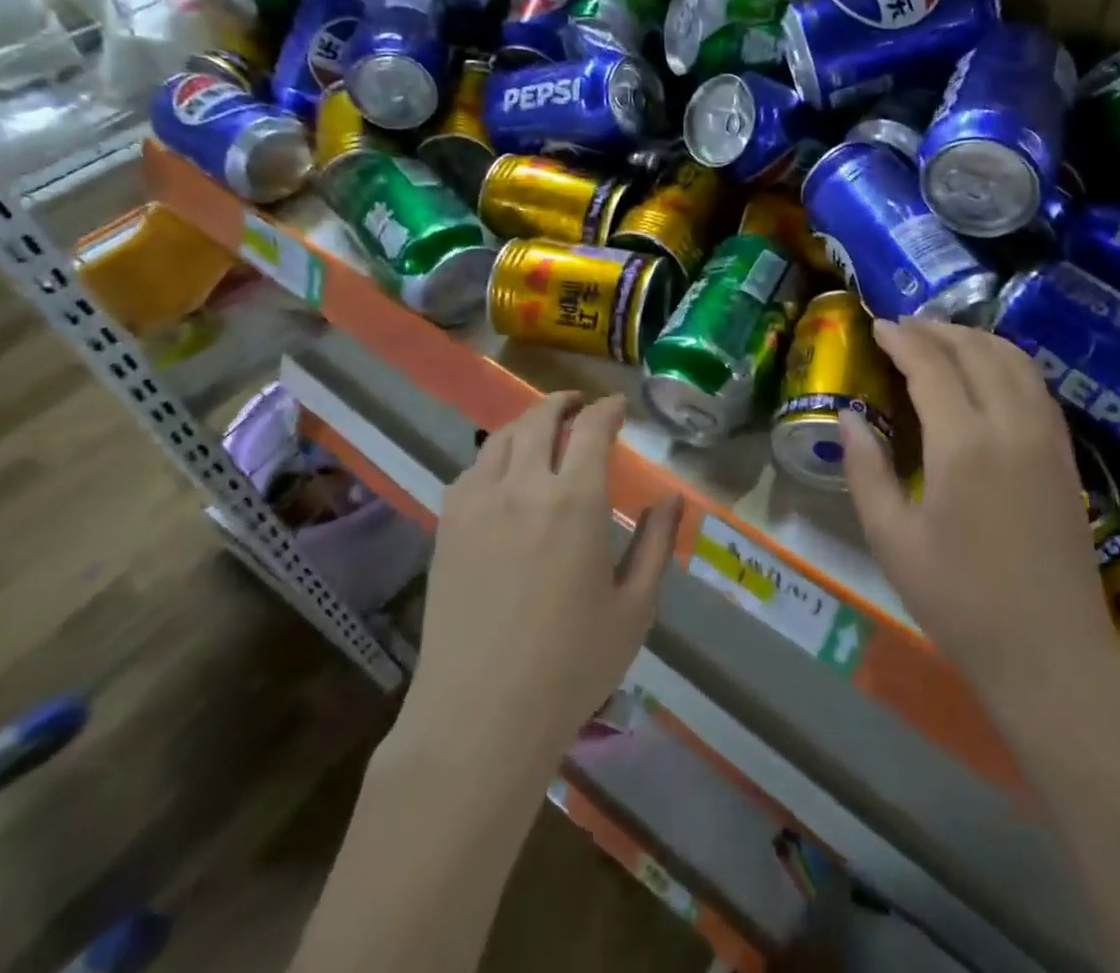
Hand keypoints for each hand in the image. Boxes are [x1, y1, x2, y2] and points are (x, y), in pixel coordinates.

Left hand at [400, 392, 681, 770]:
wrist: (481, 716)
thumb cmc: (571, 665)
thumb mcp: (635, 607)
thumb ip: (657, 544)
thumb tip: (672, 498)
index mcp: (575, 501)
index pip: (592, 428)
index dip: (607, 408)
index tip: (618, 406)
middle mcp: (524, 487)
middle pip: (540, 420)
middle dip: (564, 403)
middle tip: (580, 405)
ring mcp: (478, 504)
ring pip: (501, 438)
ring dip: (527, 423)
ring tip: (543, 430)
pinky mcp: (447, 527)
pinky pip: (471, 470)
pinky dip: (494, 456)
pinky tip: (503, 472)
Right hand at [840, 319, 1119, 706]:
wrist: (1052, 654)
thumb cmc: (961, 602)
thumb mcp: (892, 541)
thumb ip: (867, 470)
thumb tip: (849, 416)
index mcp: (963, 444)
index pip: (932, 365)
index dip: (903, 339)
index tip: (878, 326)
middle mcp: (1011, 425)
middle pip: (976, 350)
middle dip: (937, 330)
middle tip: (904, 327)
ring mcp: (1047, 437)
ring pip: (1014, 360)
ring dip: (976, 338)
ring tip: (942, 339)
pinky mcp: (1066, 455)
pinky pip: (1036, 385)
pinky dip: (1007, 361)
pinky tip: (988, 372)